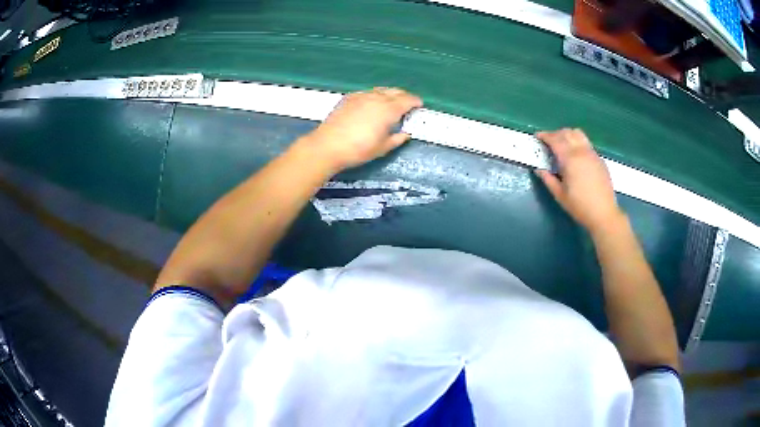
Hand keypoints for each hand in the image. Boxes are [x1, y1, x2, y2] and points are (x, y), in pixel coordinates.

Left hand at [299, 87, 422, 172]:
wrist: (328, 145)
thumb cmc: (358, 150)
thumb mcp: (382, 148)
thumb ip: (397, 139)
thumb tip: (405, 133)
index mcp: (388, 109)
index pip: (407, 100)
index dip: (415, 101)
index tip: (419, 105)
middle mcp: (377, 98)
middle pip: (395, 91)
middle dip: (404, 96)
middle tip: (408, 103)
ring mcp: (362, 95)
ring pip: (381, 90)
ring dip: (390, 94)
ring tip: (391, 102)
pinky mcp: (349, 97)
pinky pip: (368, 92)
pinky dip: (375, 95)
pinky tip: (372, 103)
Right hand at [535, 128, 623, 232]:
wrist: (604, 213)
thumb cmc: (580, 206)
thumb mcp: (560, 195)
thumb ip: (548, 179)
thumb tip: (539, 169)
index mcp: (570, 159)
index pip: (555, 140)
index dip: (545, 136)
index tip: (537, 136)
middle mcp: (581, 151)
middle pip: (567, 133)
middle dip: (555, 134)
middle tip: (548, 142)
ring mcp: (592, 153)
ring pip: (578, 134)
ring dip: (567, 135)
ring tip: (562, 144)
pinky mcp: (599, 159)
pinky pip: (586, 143)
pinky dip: (577, 142)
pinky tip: (575, 155)